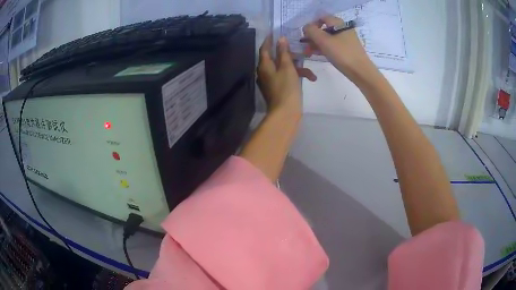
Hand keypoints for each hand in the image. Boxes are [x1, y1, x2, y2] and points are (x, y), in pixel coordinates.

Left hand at [257, 36, 316, 115]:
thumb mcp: (287, 67)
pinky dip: (295, 76)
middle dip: (289, 55)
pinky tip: (309, 78)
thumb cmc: (286, 88)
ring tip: (311, 73)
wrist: (285, 113)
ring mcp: (270, 81)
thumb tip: (280, 39)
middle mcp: (264, 72)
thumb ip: (284, 52)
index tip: (275, 33)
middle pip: (275, 58)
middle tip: (299, 50)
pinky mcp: (277, 88)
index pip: (264, 48)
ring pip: (283, 68)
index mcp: (264, 65)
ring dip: (297, 68)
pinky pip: (285, 77)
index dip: (269, 40)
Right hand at [303, 16, 375, 82]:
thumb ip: (311, 31)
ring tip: (310, 52)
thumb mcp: (323, 41)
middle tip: (306, 46)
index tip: (306, 35)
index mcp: (338, 23)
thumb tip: (306, 28)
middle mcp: (343, 28)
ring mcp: (347, 39)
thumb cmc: (342, 54)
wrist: (361, 71)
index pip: (321, 18)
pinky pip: (334, 45)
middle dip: (314, 36)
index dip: (311, 25)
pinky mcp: (348, 49)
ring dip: (318, 43)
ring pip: (328, 37)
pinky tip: (320, 55)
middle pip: (324, 28)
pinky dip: (326, 48)